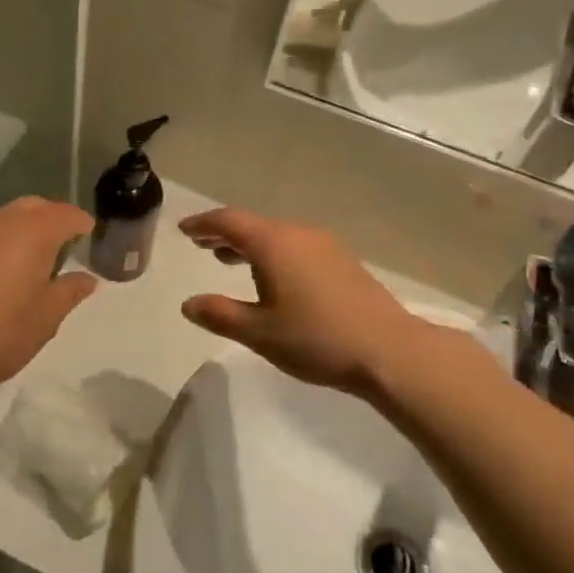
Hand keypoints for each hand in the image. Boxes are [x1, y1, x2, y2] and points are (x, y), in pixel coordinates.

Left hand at [0, 197, 98, 391]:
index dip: (82, 223)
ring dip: (25, 227)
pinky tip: (4, 267)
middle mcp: (2, 221)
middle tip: (66, 242)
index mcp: (33, 232)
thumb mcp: (46, 317)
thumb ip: (69, 292)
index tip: (91, 236)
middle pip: (35, 206)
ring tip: (36, 256)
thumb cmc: (0, 331)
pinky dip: (2, 239)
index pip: (66, 214)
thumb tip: (87, 279)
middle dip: (53, 218)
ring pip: (7, 216)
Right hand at [177, 207, 440, 397]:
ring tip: (230, 260)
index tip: (184, 229)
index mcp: (273, 244)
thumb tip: (189, 303)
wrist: (389, 351)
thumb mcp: (258, 332)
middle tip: (201, 244)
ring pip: (277, 236)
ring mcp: (325, 246)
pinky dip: (274, 254)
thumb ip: (220, 314)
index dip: (203, 224)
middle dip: (225, 234)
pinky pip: (297, 247)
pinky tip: (274, 278)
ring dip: (250, 245)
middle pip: (253, 225)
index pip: (229, 221)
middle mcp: (298, 234)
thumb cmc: (316, 339)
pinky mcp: (343, 262)